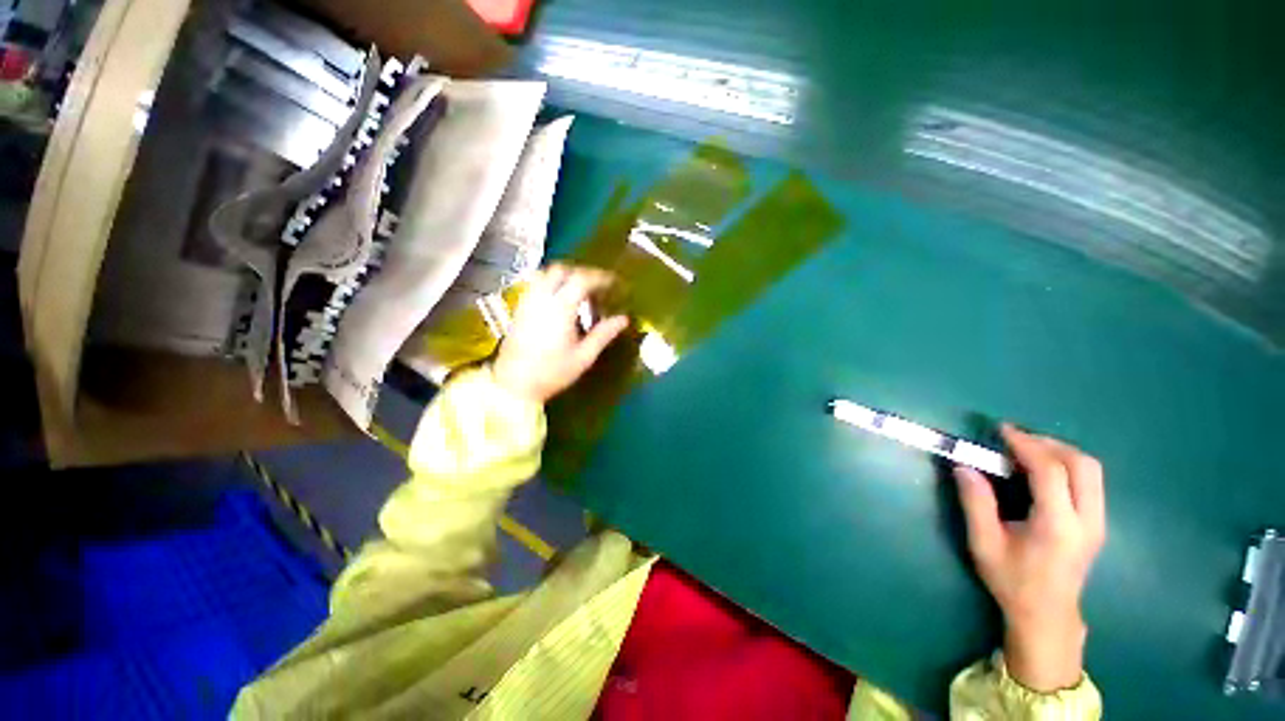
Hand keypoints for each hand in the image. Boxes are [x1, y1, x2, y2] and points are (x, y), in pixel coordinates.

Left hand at [492, 264, 629, 403]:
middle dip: (582, 273)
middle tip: (597, 286)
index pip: (582, 279)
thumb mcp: (584, 357)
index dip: (600, 277)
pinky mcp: (519, 309)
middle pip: (562, 270)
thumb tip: (623, 319)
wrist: (514, 385)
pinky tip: (559, 299)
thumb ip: (603, 334)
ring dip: (564, 275)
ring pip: (545, 274)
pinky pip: (535, 284)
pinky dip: (550, 283)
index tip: (614, 282)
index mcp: (560, 308)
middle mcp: (542, 299)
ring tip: (579, 290)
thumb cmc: (552, 373)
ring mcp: (527, 302)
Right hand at [954, 424, 1105, 691]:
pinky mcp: (1098, 522)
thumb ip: (976, 503)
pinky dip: (1067, 465)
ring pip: (1092, 470)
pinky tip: (1043, 470)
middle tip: (1016, 439)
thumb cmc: (1012, 580)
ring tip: (1028, 450)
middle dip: (1049, 444)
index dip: (1026, 445)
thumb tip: (964, 466)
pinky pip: (1090, 481)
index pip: (1051, 471)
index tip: (1002, 430)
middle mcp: (1087, 520)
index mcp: (1058, 526)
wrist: (1047, 615)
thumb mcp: (984, 543)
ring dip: (1060, 452)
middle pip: (1082, 464)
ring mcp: (1098, 522)